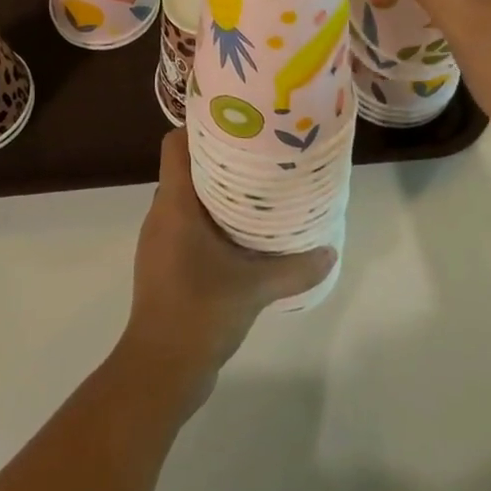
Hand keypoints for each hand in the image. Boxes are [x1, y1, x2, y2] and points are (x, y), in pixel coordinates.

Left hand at [121, 129, 335, 412]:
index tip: (234, 121)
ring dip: (217, 192)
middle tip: (259, 153)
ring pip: (187, 199)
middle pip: (185, 168)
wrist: (160, 369)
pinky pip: (187, 226)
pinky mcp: (165, 264)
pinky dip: (211, 221)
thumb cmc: (200, 311)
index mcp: (174, 204)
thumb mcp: (255, 287)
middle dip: (219, 158)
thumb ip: (295, 268)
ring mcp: (160, 240)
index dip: (199, 126)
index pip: (175, 145)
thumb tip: (330, 251)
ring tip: (257, 189)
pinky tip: (242, 235)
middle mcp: (161, 214)